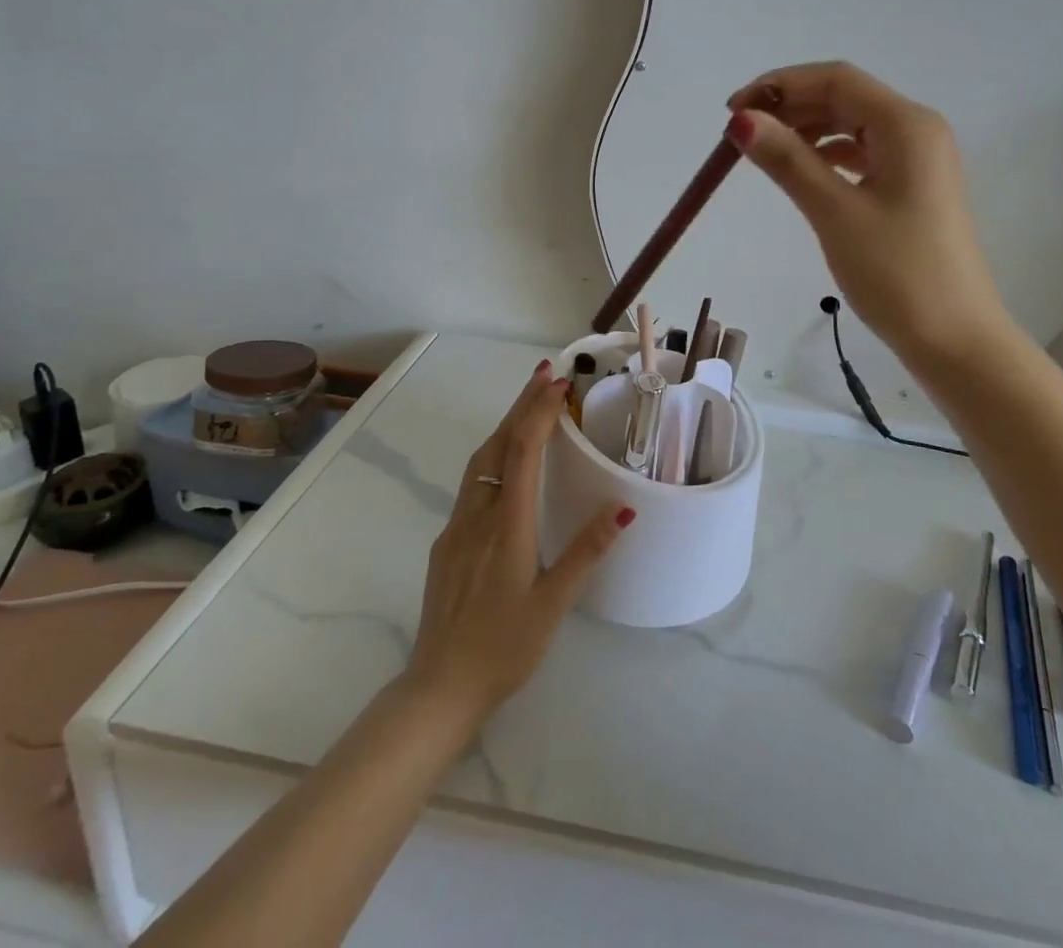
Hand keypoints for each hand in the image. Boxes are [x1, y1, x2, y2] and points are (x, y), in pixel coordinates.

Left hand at [404, 363, 633, 722]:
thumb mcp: (553, 604)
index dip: (539, 413)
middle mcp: (477, 515)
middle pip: (497, 444)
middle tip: (545, 375)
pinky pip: (473, 483)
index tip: (558, 383)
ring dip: (505, 427)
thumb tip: (623, 507)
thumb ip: (586, 552)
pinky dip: (494, 456)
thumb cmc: (504, 648)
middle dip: (521, 405)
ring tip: (529, 406)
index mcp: (507, 526)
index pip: (522, 452)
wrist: (439, 687)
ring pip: (480, 462)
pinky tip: (506, 465)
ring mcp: (457, 527)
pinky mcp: (448, 542)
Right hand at [727, 61, 1010, 359]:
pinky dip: (828, 154)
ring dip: (807, 130)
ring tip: (763, 151)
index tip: (732, 112)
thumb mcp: (834, 212)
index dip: (779, 85)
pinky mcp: (913, 186)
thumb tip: (741, 121)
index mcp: (906, 125)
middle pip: (845, 97)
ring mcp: (919, 159)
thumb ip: (787, 160)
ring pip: (853, 125)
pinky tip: (802, 170)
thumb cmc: (896, 272)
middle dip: (790, 106)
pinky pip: (863, 153)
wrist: (955, 338)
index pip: (835, 79)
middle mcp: (917, 130)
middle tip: (740, 133)